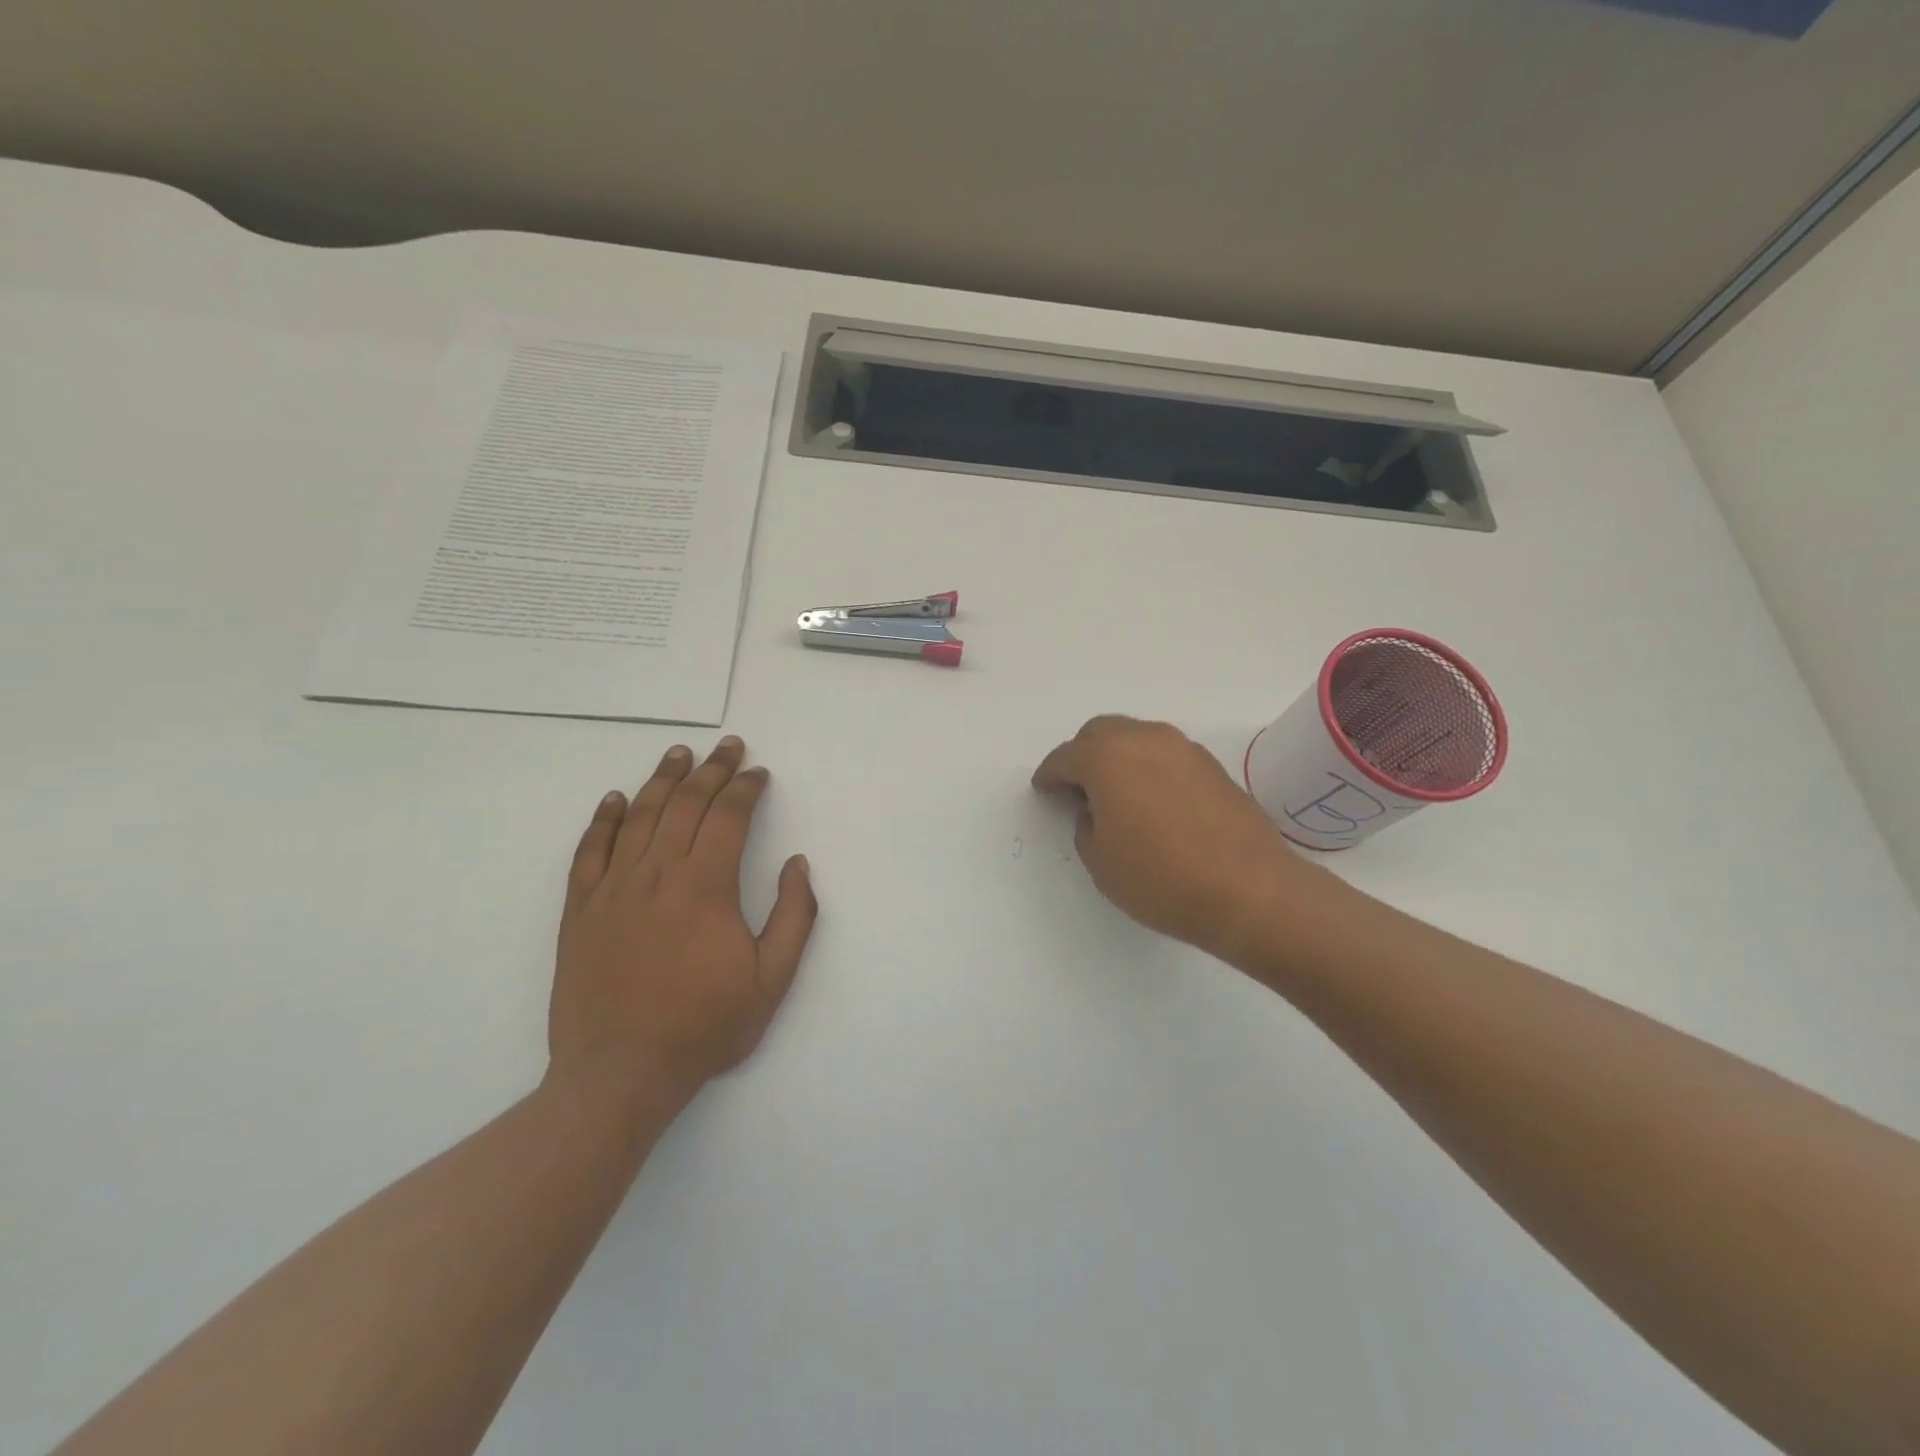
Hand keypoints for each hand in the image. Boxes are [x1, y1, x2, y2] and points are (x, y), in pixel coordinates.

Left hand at [551, 736, 816, 1104]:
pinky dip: (604, 819)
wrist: (620, 1072)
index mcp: (706, 886)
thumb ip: (795, 917)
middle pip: (685, 804)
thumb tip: (798, 865)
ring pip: (640, 816)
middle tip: (728, 746)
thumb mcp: (772, 980)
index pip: (728, 816)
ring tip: (679, 753)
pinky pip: (590, 851)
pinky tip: (616, 799)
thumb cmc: (704, 1026)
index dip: (746, 788)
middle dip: (712, 770)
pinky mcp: (580, 909)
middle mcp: (657, 874)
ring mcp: (613, 888)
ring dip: (663, 779)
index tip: (759, 773)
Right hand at [1032, 715, 1323, 963]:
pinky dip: (1148, 767)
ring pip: (1136, 738)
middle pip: (1100, 733)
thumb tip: (1096, 810)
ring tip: (1114, 794)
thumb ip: (1085, 825)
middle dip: (1082, 756)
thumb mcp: (1100, 861)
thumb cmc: (1161, 878)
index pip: (1065, 757)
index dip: (1049, 775)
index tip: (1044, 790)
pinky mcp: (1211, 765)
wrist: (1250, 890)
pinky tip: (1150, 800)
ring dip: (1117, 758)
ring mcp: (1183, 748)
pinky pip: (1164, 754)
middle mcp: (1144, 739)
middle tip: (1076, 788)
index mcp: (1107, 758)